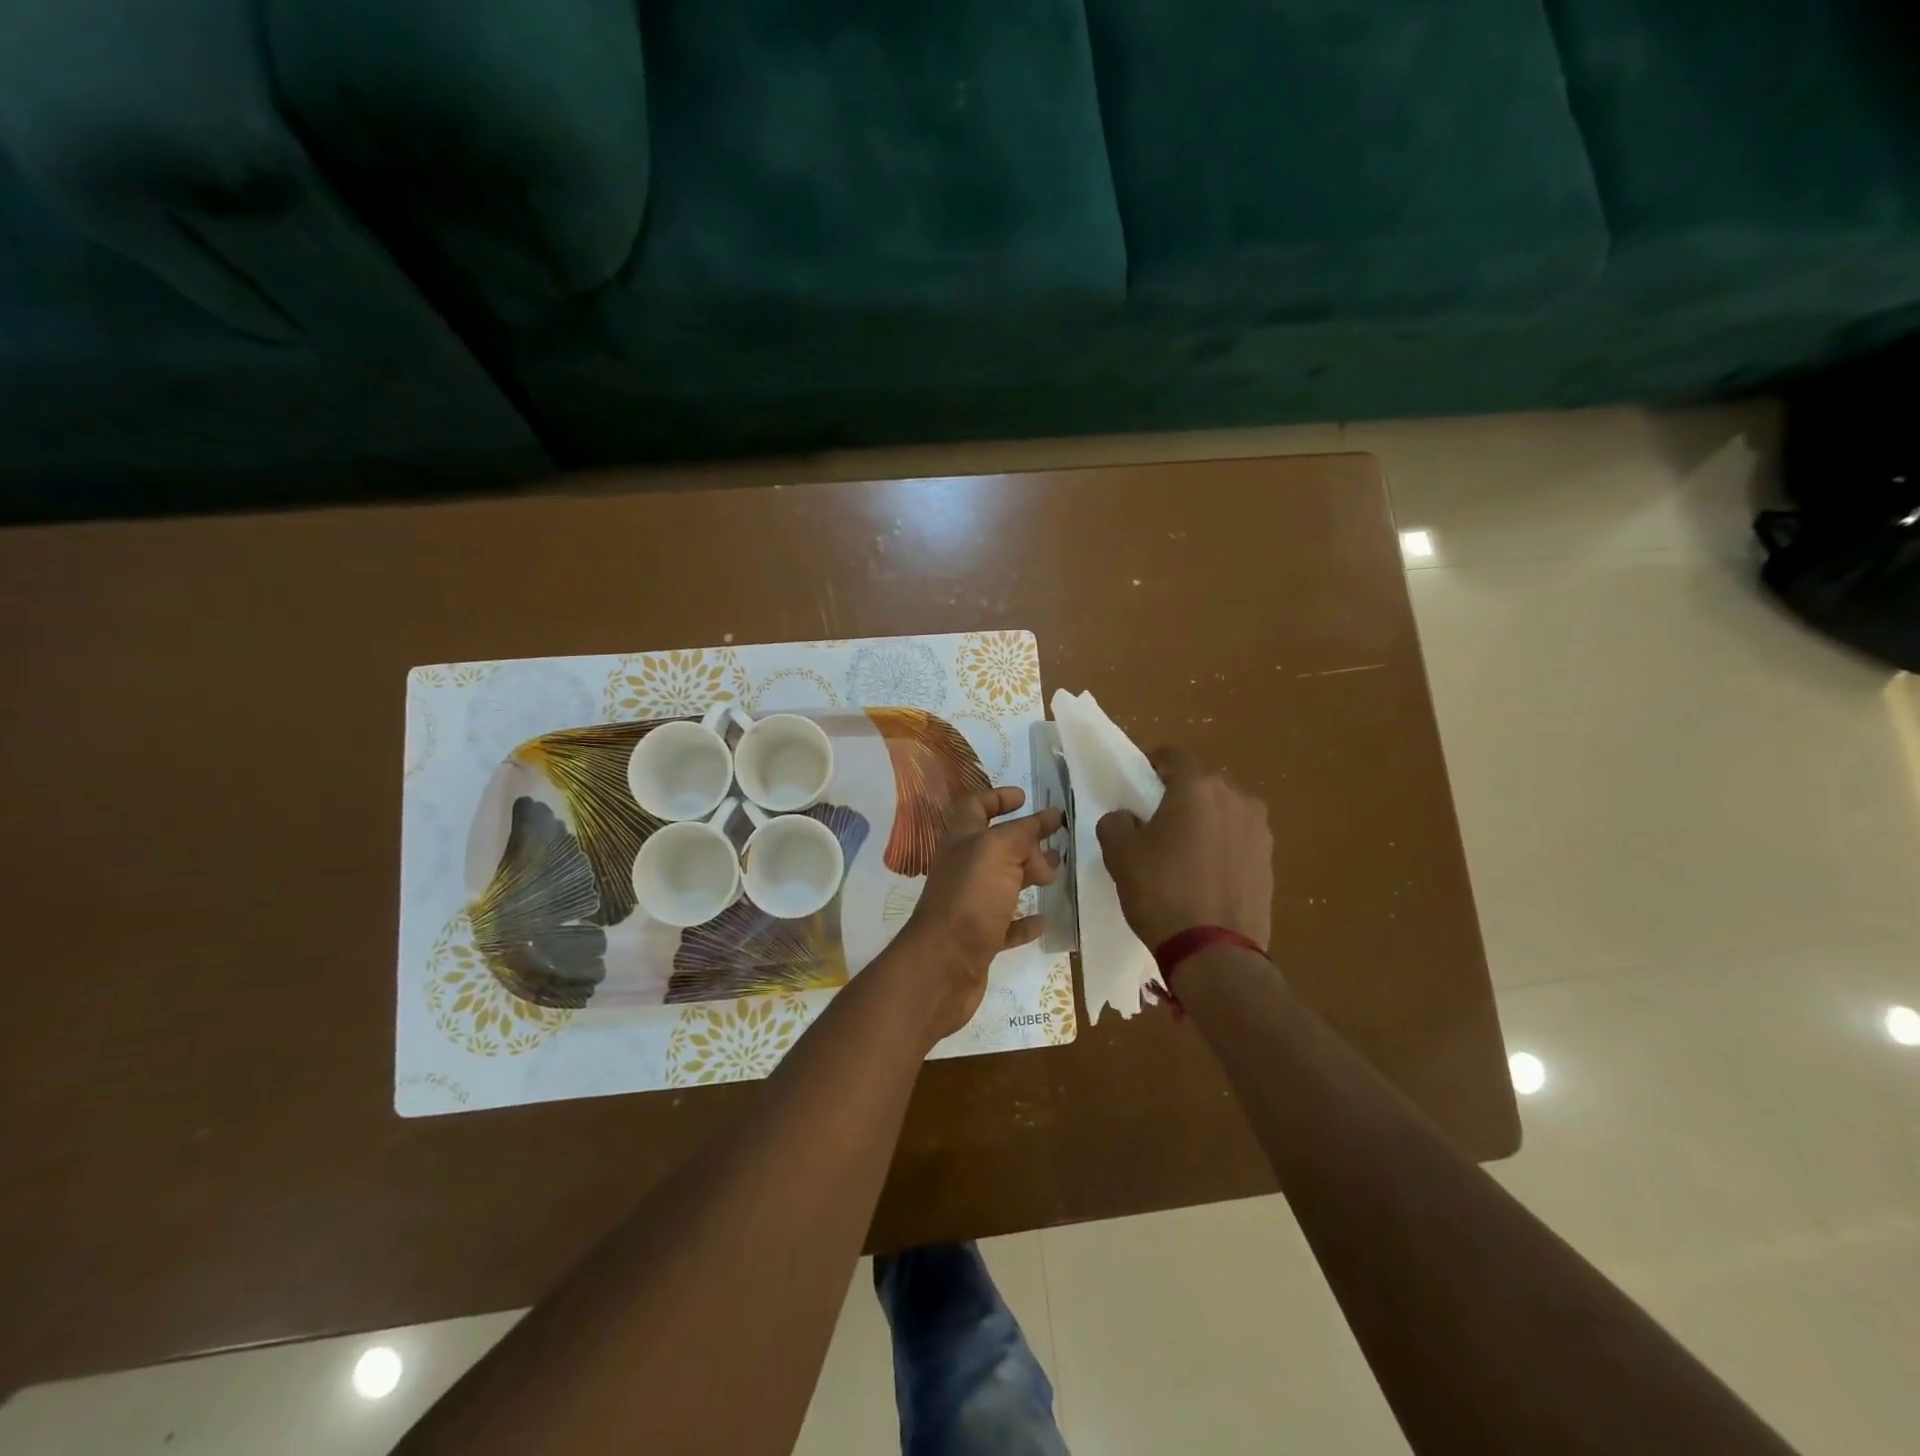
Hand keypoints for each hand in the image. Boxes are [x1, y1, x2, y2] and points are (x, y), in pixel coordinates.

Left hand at [894, 787, 1062, 1040]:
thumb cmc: (970, 897)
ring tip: (1055, 875)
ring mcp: (970, 904)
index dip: (997, 798)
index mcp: (962, 840)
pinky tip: (1043, 920)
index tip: (1025, 797)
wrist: (944, 965)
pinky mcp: (979, 938)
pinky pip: (1005, 923)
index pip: (975, 807)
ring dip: (1028, 875)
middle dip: (1024, 841)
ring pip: (1002, 882)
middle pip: (994, 845)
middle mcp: (963, 868)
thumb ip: (1024, 831)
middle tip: (1054, 845)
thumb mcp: (998, 851)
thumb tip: (1048, 815)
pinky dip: (1024, 920)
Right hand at [1097, 748, 1271, 950]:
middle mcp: (1236, 798)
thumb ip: (1116, 822)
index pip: (1173, 756)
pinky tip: (1205, 876)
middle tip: (1156, 822)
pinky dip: (1221, 847)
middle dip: (1180, 796)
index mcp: (1198, 787)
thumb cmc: (1161, 891)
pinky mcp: (1270, 860)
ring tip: (1183, 853)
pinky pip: (1238, 840)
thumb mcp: (1119, 853)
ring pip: (1223, 812)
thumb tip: (1128, 819)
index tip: (1138, 785)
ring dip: (1204, 821)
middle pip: (1201, 784)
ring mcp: (1259, 830)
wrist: (1214, 952)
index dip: (1152, 765)